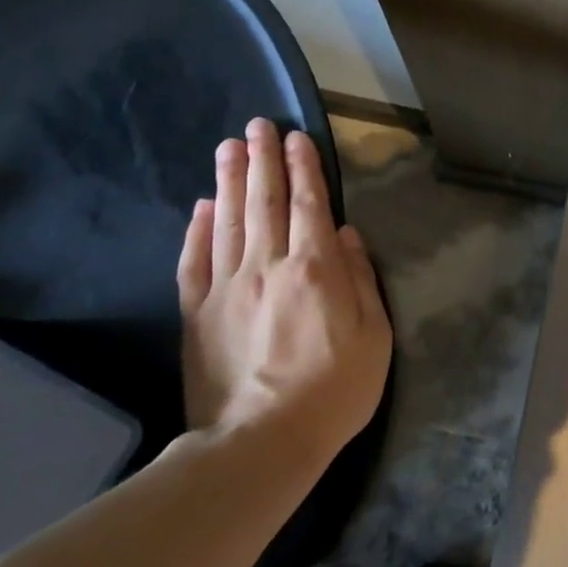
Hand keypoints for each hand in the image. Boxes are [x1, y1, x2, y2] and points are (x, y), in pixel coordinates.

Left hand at [176, 118, 392, 467]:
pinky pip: (193, 261)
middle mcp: (267, 267)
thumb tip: (346, 235)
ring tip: (228, 147)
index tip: (297, 138)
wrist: (262, 441)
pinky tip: (201, 206)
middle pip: (263, 203)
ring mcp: (226, 288)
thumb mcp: (374, 337)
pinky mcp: (196, 314)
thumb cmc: (335, 390)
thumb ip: (361, 280)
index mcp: (315, 270)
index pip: (308, 206)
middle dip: (262, 160)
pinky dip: (197, 229)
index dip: (303, 169)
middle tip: (256, 125)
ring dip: (228, 180)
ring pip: (226, 221)